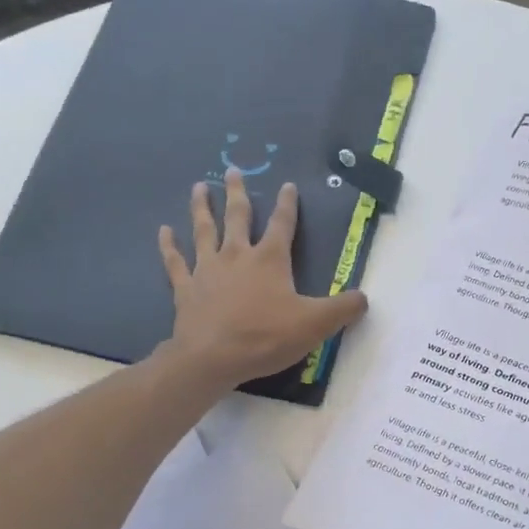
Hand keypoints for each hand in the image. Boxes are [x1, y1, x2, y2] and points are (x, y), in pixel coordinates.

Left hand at [157, 168, 368, 390]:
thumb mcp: (315, 324)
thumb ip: (343, 309)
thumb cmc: (266, 337)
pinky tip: (164, 231)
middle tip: (233, 171)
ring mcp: (207, 270)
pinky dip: (169, 246)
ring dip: (202, 207)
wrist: (212, 357)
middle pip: (238, 217)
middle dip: (238, 193)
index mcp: (269, 259)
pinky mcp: (186, 289)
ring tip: (200, 187)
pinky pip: (176, 262)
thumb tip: (364, 298)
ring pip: (204, 230)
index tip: (288, 185)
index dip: (287, 204)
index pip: (282, 224)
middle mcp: (236, 255)